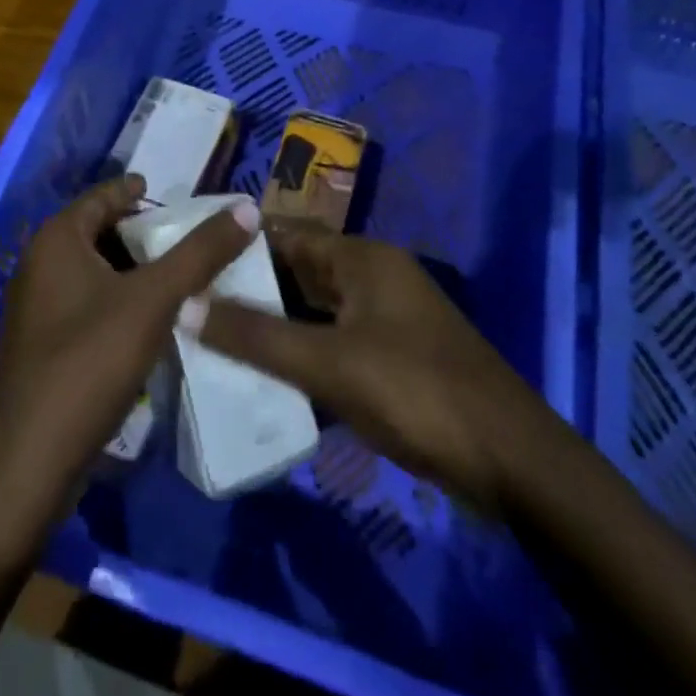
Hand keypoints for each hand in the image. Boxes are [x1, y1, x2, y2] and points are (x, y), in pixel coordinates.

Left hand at [0, 176, 257, 532]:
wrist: (29, 463)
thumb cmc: (89, 361)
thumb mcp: (154, 299)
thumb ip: (201, 252)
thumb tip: (247, 207)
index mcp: (57, 240)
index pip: (105, 195)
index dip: (142, 193)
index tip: (182, 197)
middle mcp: (41, 265)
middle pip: (103, 233)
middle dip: (147, 235)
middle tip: (195, 239)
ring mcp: (41, 309)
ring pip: (99, 273)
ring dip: (139, 272)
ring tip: (187, 276)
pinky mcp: (47, 347)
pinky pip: (92, 305)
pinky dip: (125, 303)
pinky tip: (158, 321)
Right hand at [196, 222, 544, 515]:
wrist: (511, 461)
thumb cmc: (415, 392)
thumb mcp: (328, 363)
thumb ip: (255, 336)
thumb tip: (184, 305)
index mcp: (363, 258)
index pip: (287, 235)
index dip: (240, 244)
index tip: (191, 259)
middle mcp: (375, 276)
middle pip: (301, 271)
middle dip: (252, 287)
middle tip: (193, 303)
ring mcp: (387, 317)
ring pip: (316, 309)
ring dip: (274, 323)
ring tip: (215, 338)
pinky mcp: (395, 356)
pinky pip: (334, 341)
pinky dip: (302, 352)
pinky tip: (267, 376)